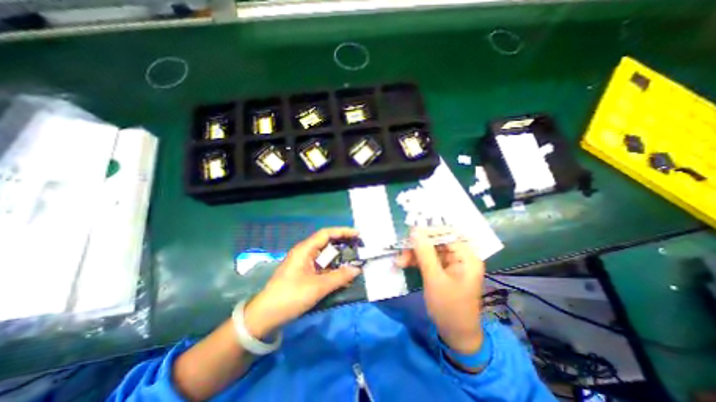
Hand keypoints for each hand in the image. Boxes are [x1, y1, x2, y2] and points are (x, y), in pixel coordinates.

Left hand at [244, 227, 361, 336]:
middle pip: (327, 243)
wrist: (265, 316)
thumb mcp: (318, 287)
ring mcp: (304, 263)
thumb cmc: (291, 296)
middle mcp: (305, 253)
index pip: (326, 234)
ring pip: (325, 256)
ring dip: (339, 259)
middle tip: (359, 248)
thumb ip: (339, 277)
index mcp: (305, 249)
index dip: (343, 232)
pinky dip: (333, 269)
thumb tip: (357, 269)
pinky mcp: (304, 273)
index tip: (358, 235)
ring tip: (354, 261)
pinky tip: (343, 275)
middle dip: (343, 244)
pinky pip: (322, 267)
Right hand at [397, 227, 485, 352]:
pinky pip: (428, 259)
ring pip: (429, 250)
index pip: (446, 235)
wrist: (455, 335)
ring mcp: (451, 263)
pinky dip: (416, 261)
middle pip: (436, 242)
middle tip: (401, 252)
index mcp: (466, 257)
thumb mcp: (434, 279)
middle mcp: (460, 256)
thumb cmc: (449, 307)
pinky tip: (405, 264)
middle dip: (417, 246)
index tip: (409, 235)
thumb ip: (424, 253)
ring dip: (414, 254)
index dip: (427, 233)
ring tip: (399, 262)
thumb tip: (415, 230)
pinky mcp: (443, 270)